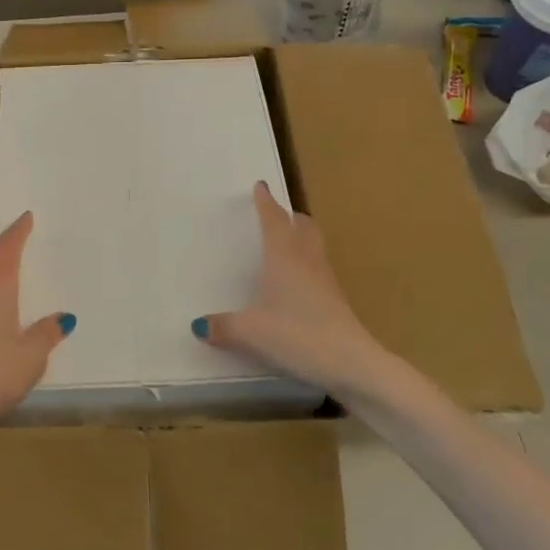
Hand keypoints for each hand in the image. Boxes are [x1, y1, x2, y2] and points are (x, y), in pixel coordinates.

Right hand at [194, 182, 394, 404]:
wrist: (351, 362)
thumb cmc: (297, 335)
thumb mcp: (251, 332)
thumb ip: (224, 327)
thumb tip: (199, 325)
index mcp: (284, 257)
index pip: (274, 220)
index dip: (266, 202)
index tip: (261, 186)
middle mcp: (306, 261)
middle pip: (303, 227)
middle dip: (290, 216)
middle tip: (278, 213)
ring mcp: (325, 280)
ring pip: (314, 246)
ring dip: (302, 237)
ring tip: (287, 243)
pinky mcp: (336, 300)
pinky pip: (319, 269)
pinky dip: (307, 264)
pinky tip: (298, 283)